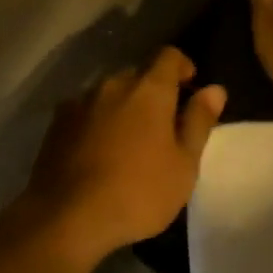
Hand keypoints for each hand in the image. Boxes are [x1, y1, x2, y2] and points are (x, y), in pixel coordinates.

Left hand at [22, 48, 225, 263]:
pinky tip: (98, 152)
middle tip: (163, 125)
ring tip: (129, 142)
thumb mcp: (183, 164)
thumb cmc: (138, 192)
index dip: (182, 67)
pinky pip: (85, 112)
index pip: (169, 56)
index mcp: (148, 89)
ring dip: (122, 107)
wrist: (68, 216)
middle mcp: (112, 85)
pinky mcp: (57, 123)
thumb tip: (215, 89)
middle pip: (138, 75)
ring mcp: (80, 102)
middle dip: (152, 91)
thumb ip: (199, 122)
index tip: (190, 87)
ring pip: (109, 94)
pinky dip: (97, 122)